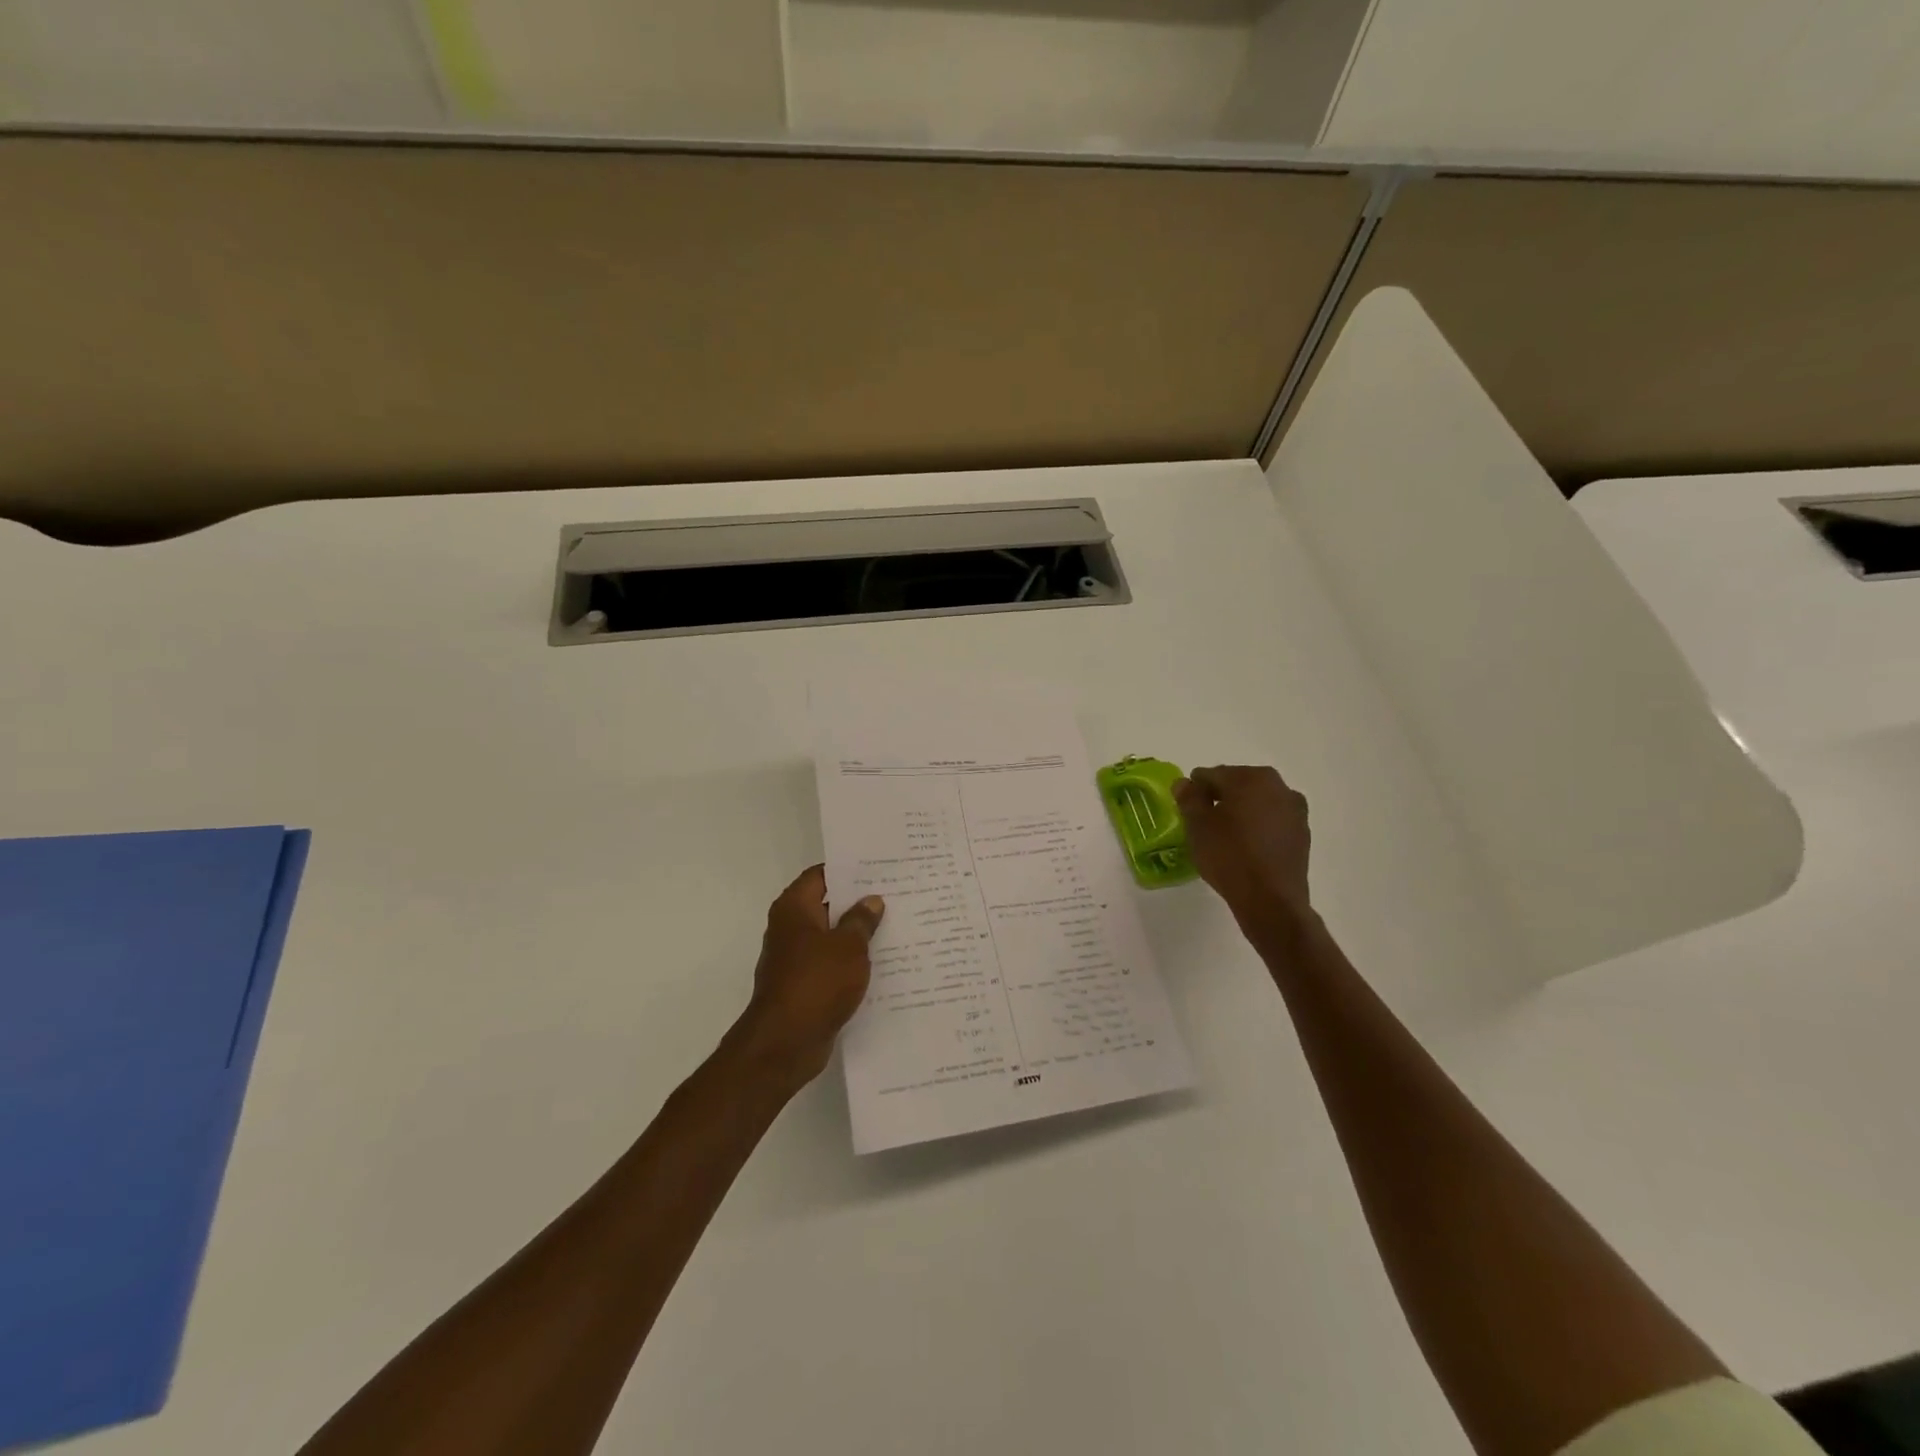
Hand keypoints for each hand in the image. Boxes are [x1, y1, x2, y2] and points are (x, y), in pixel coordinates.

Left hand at [735, 865, 884, 1084]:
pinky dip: (852, 962)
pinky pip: (833, 964)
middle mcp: (791, 928)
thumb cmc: (816, 983)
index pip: (822, 875)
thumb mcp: (848, 946)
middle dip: (859, 902)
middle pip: (828, 905)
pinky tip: (883, 963)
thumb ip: (861, 920)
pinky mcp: (805, 986)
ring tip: (897, 926)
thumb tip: (871, 900)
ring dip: (858, 934)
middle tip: (897, 894)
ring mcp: (796, 959)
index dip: (849, 869)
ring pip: (832, 937)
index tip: (880, 867)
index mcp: (794, 908)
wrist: (786, 1043)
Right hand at [1174, 765, 1312, 929]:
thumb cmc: (1229, 856)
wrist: (1270, 900)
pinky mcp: (1303, 833)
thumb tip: (1185, 783)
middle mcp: (1278, 786)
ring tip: (1225, 836)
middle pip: (1238, 784)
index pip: (1212, 775)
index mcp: (1250, 778)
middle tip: (1203, 821)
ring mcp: (1295, 810)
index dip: (1195, 790)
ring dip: (1241, 811)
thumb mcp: (1197, 825)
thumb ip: (1189, 798)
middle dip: (1220, 798)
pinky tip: (1246, 847)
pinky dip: (1258, 827)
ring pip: (1258, 802)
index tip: (1186, 808)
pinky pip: (1272, 821)